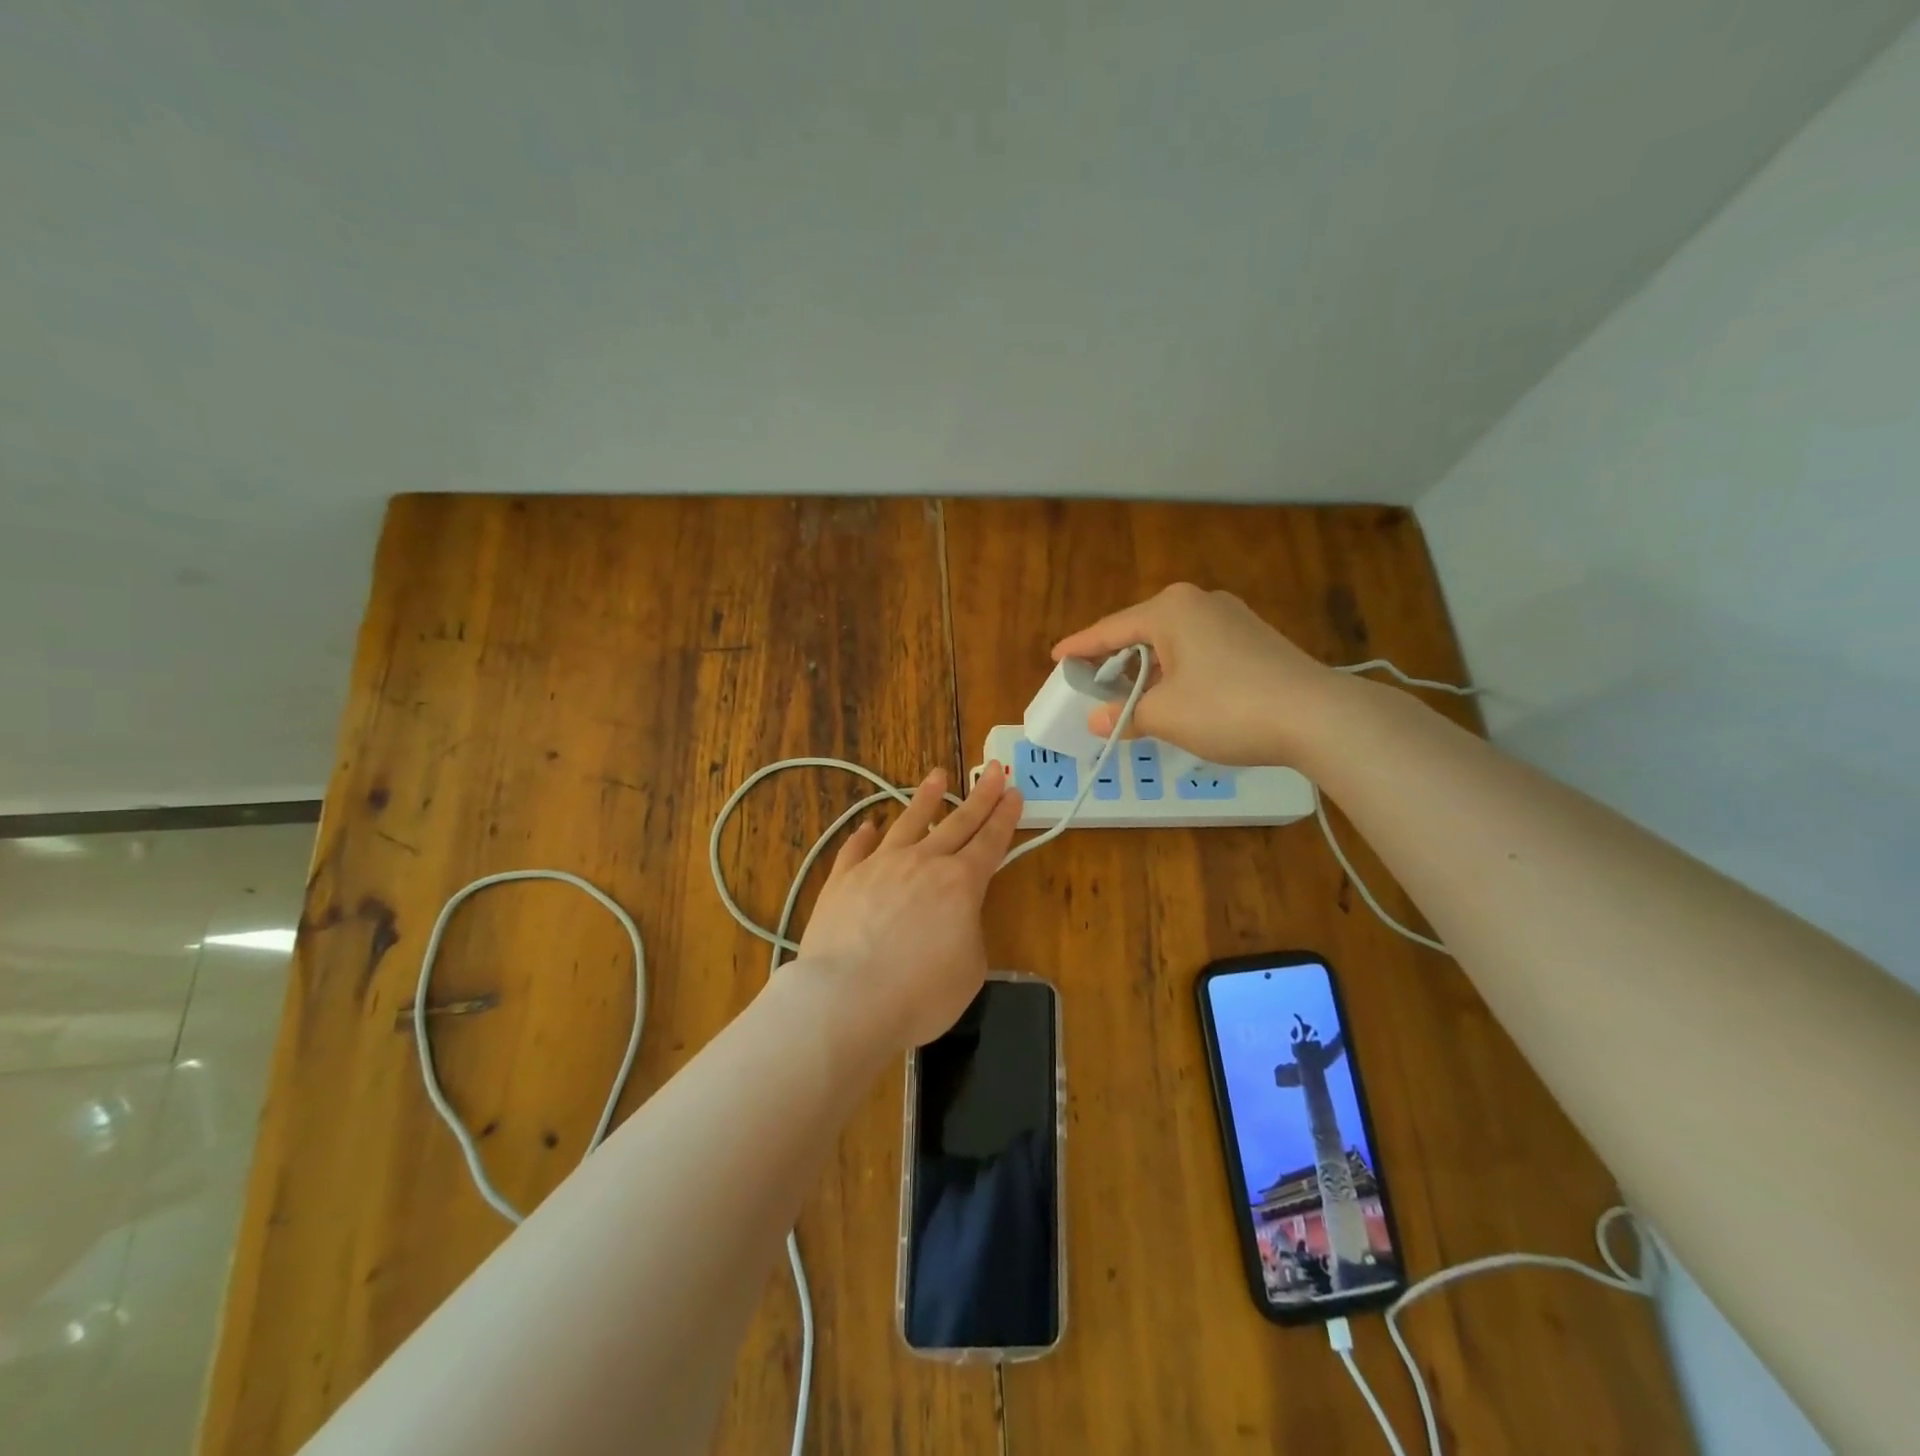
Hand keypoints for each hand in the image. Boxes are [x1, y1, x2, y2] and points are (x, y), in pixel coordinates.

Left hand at [797, 763, 1022, 1052]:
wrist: (846, 1000)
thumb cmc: (919, 994)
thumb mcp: (969, 970)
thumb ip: (967, 933)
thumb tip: (952, 918)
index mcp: (960, 884)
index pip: (990, 841)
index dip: (1005, 816)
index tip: (1014, 791)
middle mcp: (922, 863)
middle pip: (958, 822)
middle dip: (980, 796)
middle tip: (994, 769)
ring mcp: (879, 866)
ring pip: (908, 822)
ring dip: (925, 799)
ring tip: (936, 776)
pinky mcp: (842, 879)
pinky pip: (856, 849)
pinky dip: (864, 835)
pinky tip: (869, 825)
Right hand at [1051, 583, 1336, 765]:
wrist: (1316, 716)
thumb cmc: (1226, 708)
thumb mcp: (1165, 715)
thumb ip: (1125, 715)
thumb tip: (1097, 721)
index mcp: (1170, 609)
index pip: (1110, 630)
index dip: (1080, 648)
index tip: (1057, 658)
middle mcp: (1200, 602)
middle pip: (1141, 632)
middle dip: (1115, 661)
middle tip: (1092, 685)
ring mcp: (1232, 618)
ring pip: (1172, 643)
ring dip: (1148, 671)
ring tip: (1130, 699)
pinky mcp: (1254, 639)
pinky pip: (1199, 650)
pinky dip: (1177, 672)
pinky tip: (1174, 697)